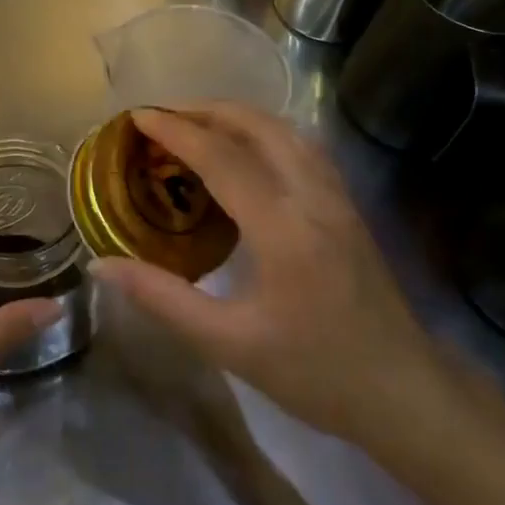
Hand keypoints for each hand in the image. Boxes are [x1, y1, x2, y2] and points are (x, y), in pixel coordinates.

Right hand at [91, 104, 450, 450]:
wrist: (403, 393)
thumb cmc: (313, 373)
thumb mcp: (227, 343)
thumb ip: (161, 298)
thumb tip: (100, 265)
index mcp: (283, 229)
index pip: (222, 157)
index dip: (176, 131)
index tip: (138, 116)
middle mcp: (313, 198)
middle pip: (259, 126)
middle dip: (206, 111)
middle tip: (162, 118)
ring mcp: (337, 198)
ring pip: (286, 131)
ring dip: (238, 117)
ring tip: (197, 127)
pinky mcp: (348, 207)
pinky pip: (303, 148)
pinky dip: (266, 133)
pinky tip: (247, 152)